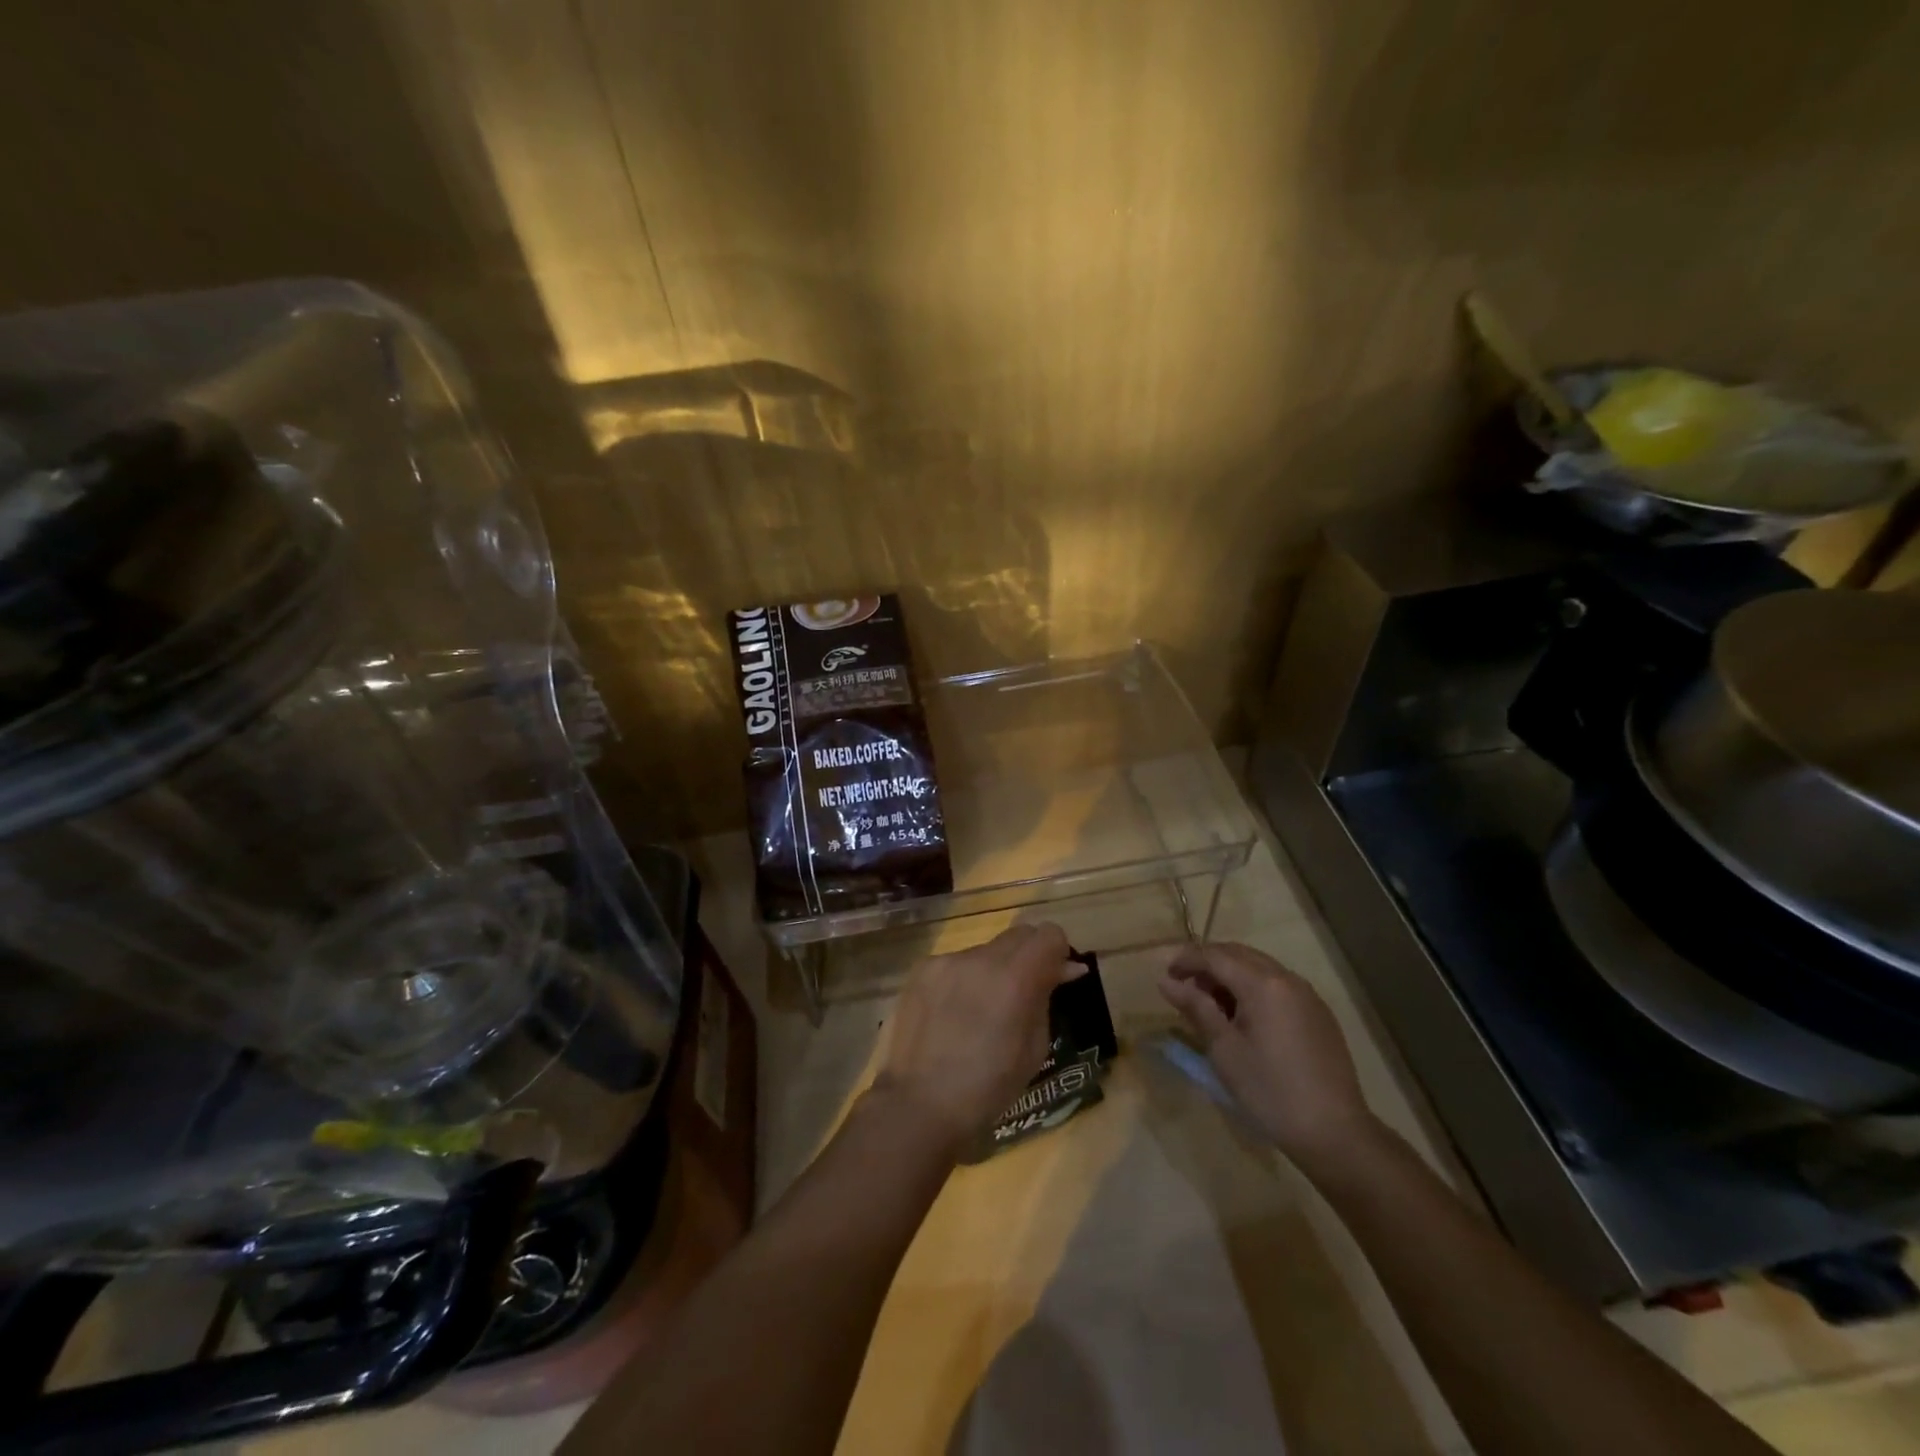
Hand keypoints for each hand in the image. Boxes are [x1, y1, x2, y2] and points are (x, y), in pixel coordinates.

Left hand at [876, 922, 1081, 1155]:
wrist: (918, 1105)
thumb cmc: (987, 1088)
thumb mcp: (1034, 1048)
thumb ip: (1046, 997)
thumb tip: (1065, 968)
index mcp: (1014, 978)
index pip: (1049, 934)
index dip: (1058, 953)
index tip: (1056, 978)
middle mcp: (981, 958)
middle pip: (1018, 934)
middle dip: (1029, 956)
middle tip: (1025, 992)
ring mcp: (947, 961)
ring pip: (986, 949)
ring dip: (995, 969)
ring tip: (983, 1009)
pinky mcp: (922, 969)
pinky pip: (956, 963)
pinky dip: (966, 979)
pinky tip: (954, 1013)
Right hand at [1158, 943, 1376, 1169]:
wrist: (1335, 1133)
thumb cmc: (1269, 1090)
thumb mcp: (1224, 1049)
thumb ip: (1195, 1007)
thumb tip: (1166, 981)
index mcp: (1262, 984)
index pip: (1216, 956)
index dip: (1186, 959)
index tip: (1164, 975)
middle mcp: (1287, 979)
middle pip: (1239, 955)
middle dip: (1207, 963)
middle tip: (1182, 985)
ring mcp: (1307, 995)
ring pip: (1259, 968)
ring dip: (1230, 975)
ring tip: (1208, 1002)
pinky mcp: (1319, 1014)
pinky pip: (1278, 985)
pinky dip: (1253, 988)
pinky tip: (1242, 1016)